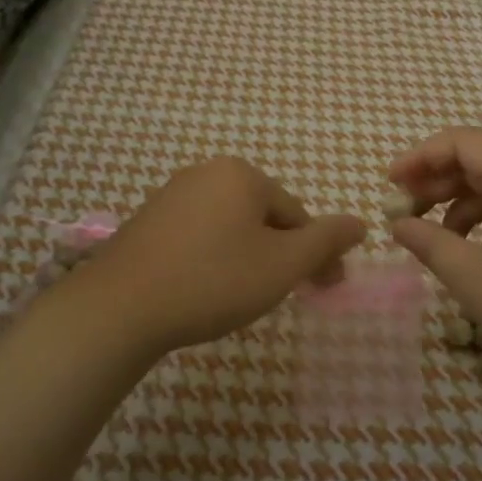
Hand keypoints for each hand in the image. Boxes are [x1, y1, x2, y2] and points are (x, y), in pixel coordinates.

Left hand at [75, 157, 366, 358]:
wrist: (120, 308)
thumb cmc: (214, 280)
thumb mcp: (283, 264)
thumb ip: (326, 241)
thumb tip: (360, 223)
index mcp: (241, 174)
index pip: (296, 214)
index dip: (314, 254)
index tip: (323, 289)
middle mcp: (205, 172)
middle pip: (263, 216)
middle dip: (280, 254)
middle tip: (282, 295)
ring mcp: (171, 195)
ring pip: (230, 227)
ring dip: (248, 257)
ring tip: (242, 297)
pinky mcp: (147, 221)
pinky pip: (198, 235)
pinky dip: (213, 259)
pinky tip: (205, 289)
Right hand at [387, 127, 481, 397]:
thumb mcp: (472, 277)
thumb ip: (428, 242)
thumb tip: (399, 224)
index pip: (462, 142)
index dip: (419, 157)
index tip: (389, 185)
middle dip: (438, 180)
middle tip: (405, 211)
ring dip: (463, 203)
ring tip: (437, 237)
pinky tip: (478, 252)